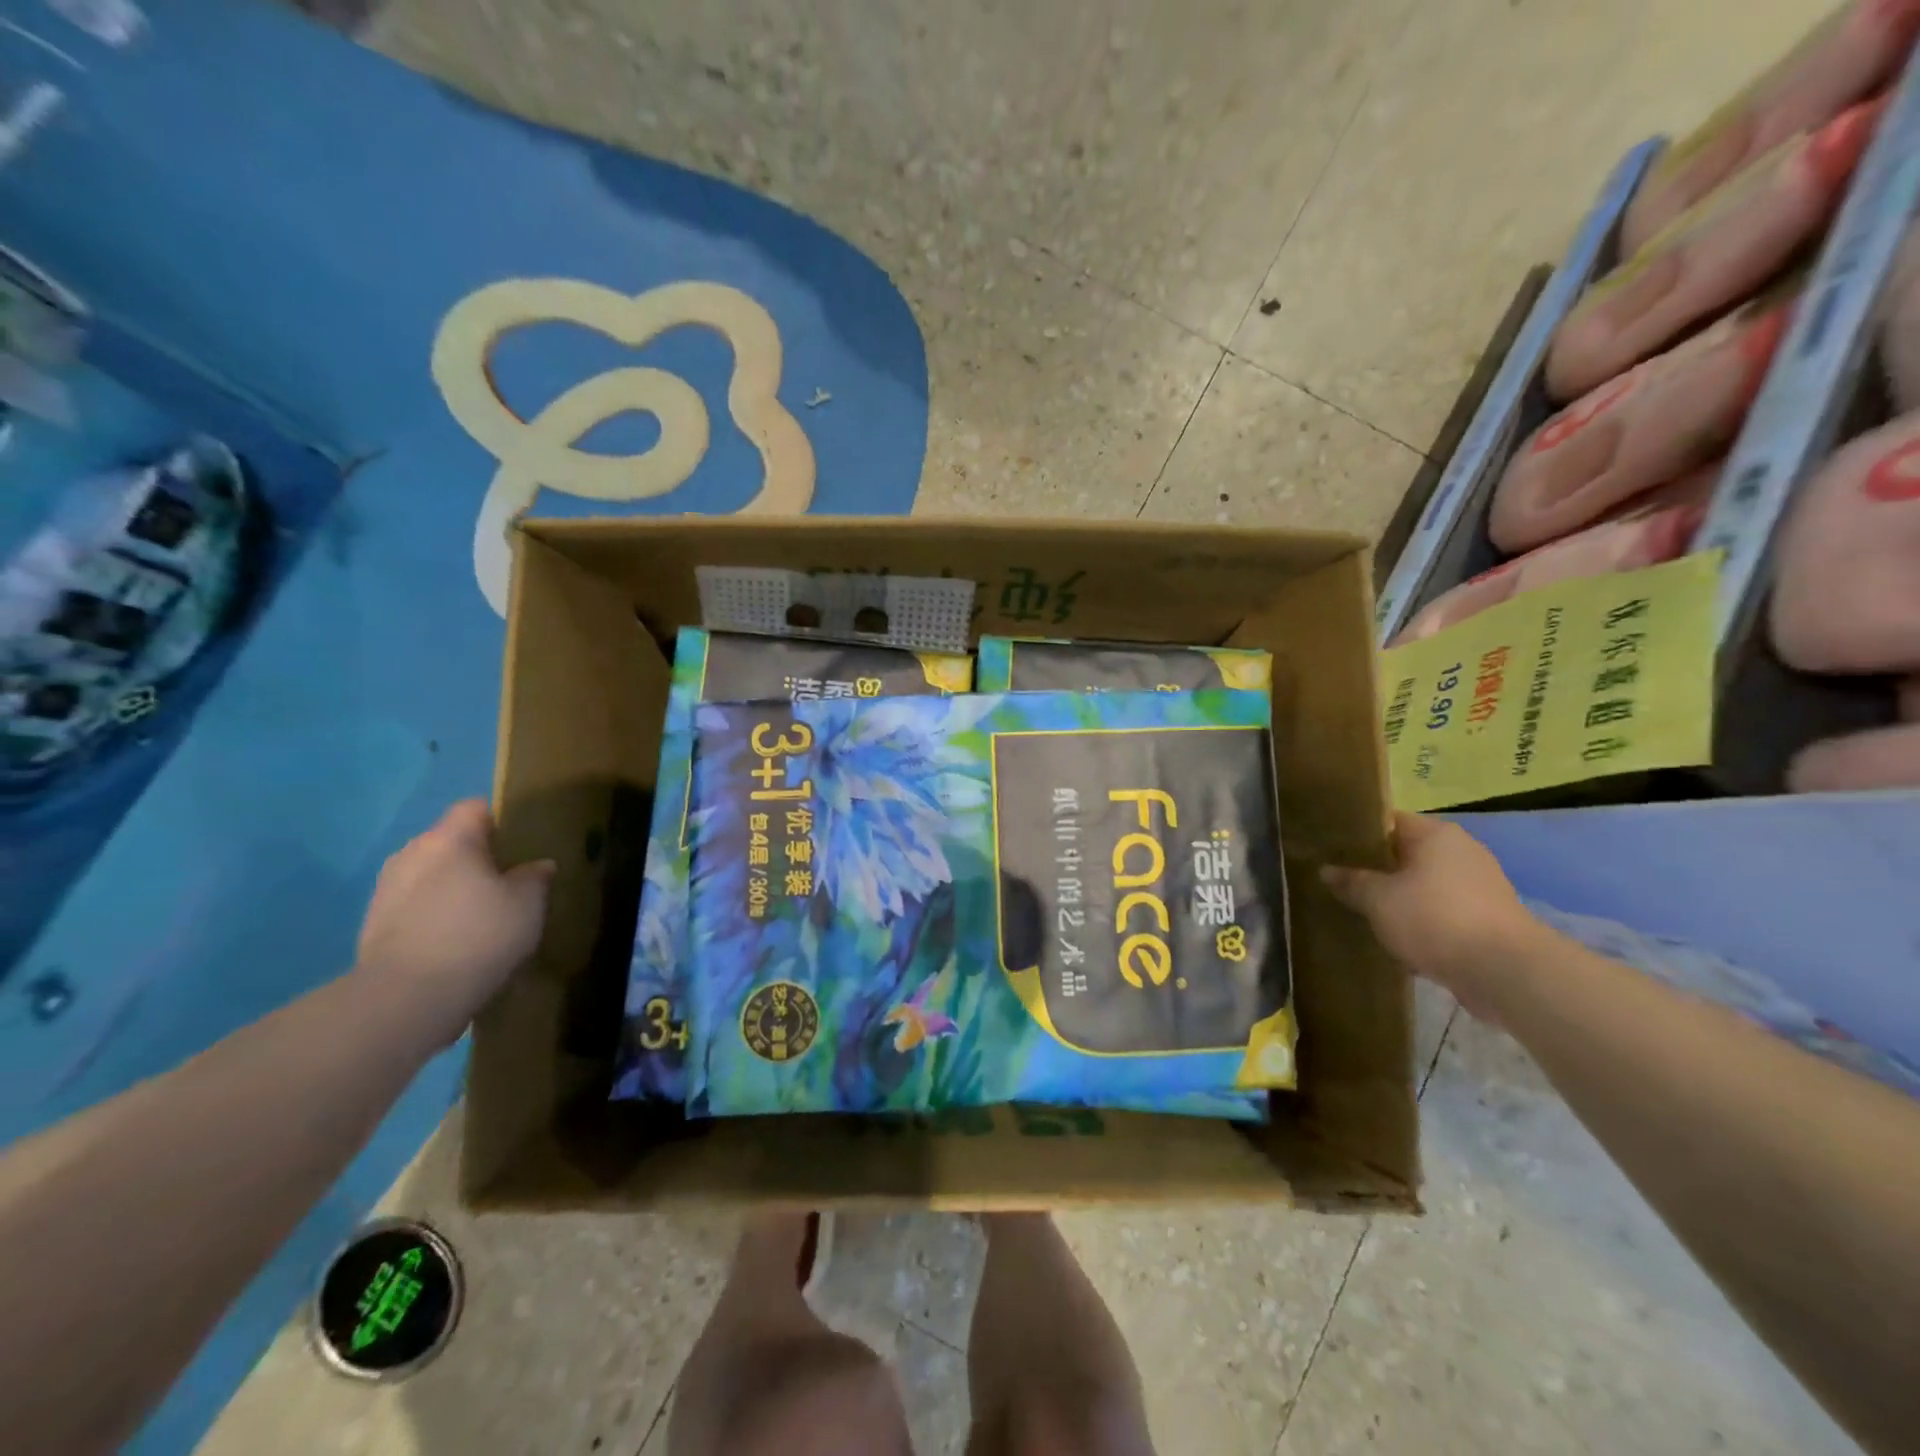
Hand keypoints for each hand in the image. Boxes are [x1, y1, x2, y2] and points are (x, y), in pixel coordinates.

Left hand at [355, 800, 553, 1024]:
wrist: (407, 997)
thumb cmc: (478, 935)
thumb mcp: (528, 904)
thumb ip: (535, 877)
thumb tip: (537, 866)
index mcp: (450, 839)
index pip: (475, 808)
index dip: (501, 820)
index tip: (522, 845)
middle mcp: (412, 852)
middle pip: (450, 841)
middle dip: (476, 857)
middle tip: (507, 882)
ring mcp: (386, 888)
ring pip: (430, 874)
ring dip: (452, 887)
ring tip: (480, 915)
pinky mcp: (372, 923)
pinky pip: (414, 905)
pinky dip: (433, 914)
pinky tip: (454, 941)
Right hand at [1321, 812, 1541, 1018]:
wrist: (1504, 971)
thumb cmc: (1434, 918)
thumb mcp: (1378, 900)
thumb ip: (1351, 882)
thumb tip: (1326, 870)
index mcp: (1435, 834)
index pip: (1388, 822)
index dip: (1358, 834)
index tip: (1332, 849)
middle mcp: (1461, 851)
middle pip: (1407, 853)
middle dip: (1378, 869)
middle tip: (1342, 882)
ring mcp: (1480, 885)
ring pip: (1425, 884)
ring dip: (1400, 897)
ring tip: (1365, 911)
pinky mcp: (1488, 918)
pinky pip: (1443, 910)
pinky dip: (1422, 920)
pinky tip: (1398, 937)